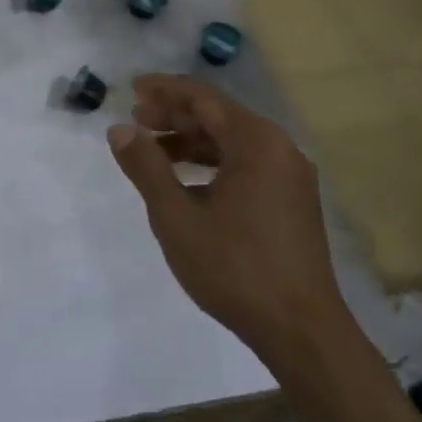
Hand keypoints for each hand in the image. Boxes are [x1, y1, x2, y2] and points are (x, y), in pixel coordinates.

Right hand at [108, 74, 347, 368]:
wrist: (302, 332)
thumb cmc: (235, 268)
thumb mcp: (176, 217)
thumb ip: (146, 167)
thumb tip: (119, 129)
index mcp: (256, 142)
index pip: (203, 98)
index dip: (165, 90)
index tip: (132, 88)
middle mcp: (278, 149)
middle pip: (218, 116)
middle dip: (174, 115)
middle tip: (136, 119)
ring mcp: (289, 177)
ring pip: (231, 142)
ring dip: (190, 141)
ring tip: (152, 150)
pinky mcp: (291, 202)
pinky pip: (245, 165)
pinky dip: (211, 164)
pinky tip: (184, 183)